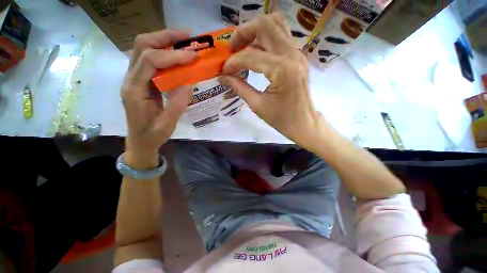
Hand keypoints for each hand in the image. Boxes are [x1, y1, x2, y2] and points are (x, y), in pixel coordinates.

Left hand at [121, 30, 197, 167]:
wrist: (140, 141)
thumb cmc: (152, 135)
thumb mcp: (167, 124)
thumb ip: (177, 105)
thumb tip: (189, 84)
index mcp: (135, 90)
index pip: (150, 61)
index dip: (173, 56)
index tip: (193, 56)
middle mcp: (131, 79)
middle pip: (141, 46)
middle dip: (164, 37)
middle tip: (187, 37)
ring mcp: (134, 78)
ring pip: (143, 49)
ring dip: (164, 41)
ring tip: (184, 42)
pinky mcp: (141, 81)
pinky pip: (150, 60)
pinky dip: (164, 53)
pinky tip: (177, 57)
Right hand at [219, 14, 325, 151]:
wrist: (303, 123)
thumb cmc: (281, 119)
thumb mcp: (257, 105)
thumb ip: (239, 87)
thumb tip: (222, 77)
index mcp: (282, 70)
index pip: (250, 56)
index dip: (233, 62)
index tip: (224, 71)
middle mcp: (292, 55)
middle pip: (265, 25)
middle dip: (243, 33)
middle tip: (232, 49)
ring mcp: (297, 53)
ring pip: (275, 25)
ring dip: (255, 32)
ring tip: (242, 48)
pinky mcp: (298, 57)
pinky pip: (281, 36)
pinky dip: (265, 39)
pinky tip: (256, 53)